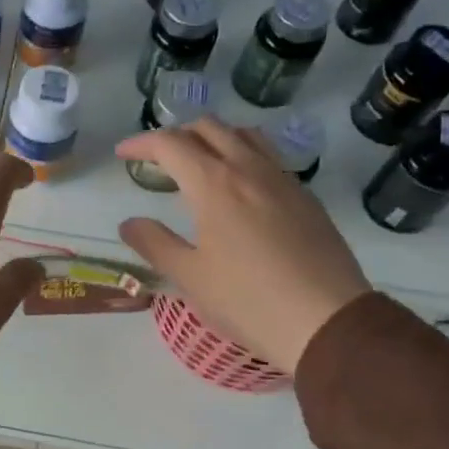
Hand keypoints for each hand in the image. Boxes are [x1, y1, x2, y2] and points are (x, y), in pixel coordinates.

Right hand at [115, 119, 370, 372]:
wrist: (326, 320)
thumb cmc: (248, 300)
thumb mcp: (189, 277)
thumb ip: (154, 243)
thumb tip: (129, 223)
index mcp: (214, 184)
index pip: (170, 144)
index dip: (141, 143)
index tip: (123, 154)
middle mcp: (248, 169)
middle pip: (208, 128)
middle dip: (176, 135)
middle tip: (158, 159)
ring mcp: (282, 179)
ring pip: (244, 134)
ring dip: (213, 137)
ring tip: (199, 162)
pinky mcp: (305, 196)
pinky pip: (268, 156)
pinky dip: (243, 153)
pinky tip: (239, 185)